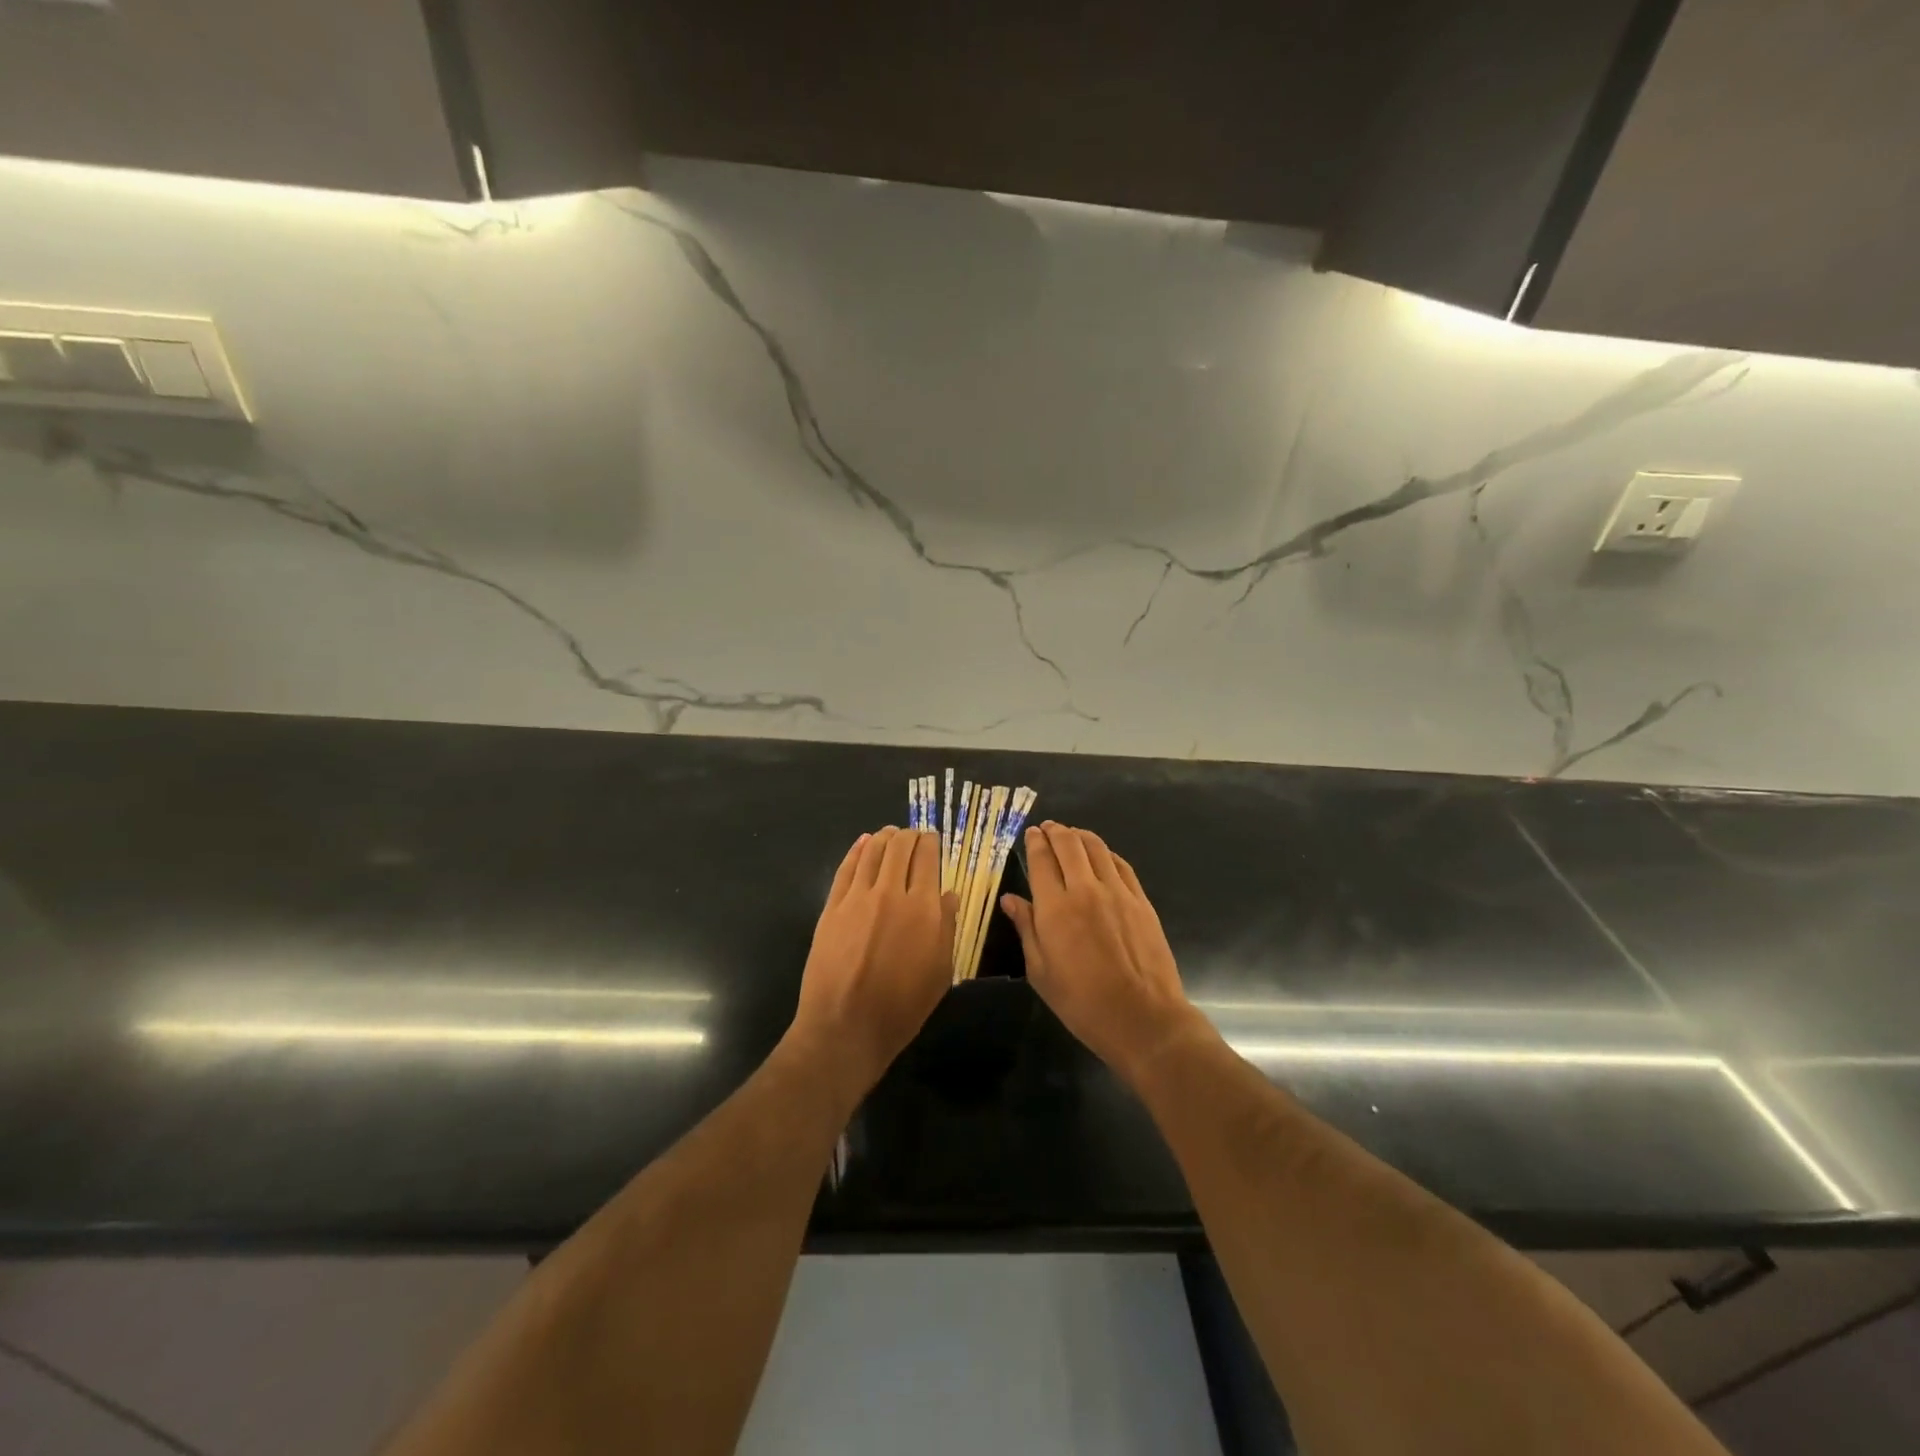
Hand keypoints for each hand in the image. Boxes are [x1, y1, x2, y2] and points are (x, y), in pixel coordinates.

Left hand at [790, 827, 956, 1099]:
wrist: (846, 1026)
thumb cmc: (902, 1006)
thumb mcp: (940, 971)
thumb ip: (946, 927)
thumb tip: (949, 894)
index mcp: (922, 908)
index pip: (928, 859)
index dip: (931, 843)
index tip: (933, 839)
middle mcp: (890, 893)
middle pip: (900, 848)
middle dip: (909, 835)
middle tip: (913, 835)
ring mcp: (857, 898)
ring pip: (872, 852)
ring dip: (884, 837)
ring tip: (890, 833)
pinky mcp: (832, 907)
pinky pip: (846, 868)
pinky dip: (857, 850)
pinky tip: (863, 843)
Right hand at [1001, 822, 1212, 1083]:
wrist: (1142, 1018)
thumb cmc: (1082, 1003)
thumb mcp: (1041, 972)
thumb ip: (1026, 929)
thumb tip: (1010, 899)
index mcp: (1055, 909)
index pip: (1041, 860)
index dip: (1035, 842)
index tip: (1031, 833)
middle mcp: (1085, 890)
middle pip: (1069, 845)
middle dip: (1056, 831)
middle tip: (1048, 828)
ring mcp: (1118, 893)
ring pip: (1096, 848)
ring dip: (1080, 835)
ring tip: (1071, 834)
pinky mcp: (1141, 901)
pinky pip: (1121, 864)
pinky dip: (1106, 852)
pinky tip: (1101, 855)